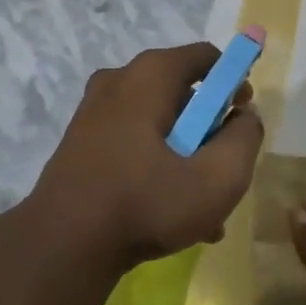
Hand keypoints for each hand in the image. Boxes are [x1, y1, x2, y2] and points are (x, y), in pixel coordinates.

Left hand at [28, 43, 264, 271]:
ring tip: (202, 210)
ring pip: (158, 125)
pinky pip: (133, 143)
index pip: (207, 57)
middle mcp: (119, 81)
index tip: (243, 117)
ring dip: (185, 158)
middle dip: (209, 131)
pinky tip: (169, 216)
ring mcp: (94, 112)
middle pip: (183, 93)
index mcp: (150, 75)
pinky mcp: (81, 143)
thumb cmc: (145, 203)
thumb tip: (244, 117)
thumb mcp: (218, 177)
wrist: (61, 247)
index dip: (234, 82)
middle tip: (222, 169)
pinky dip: (155, 168)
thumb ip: (245, 139)